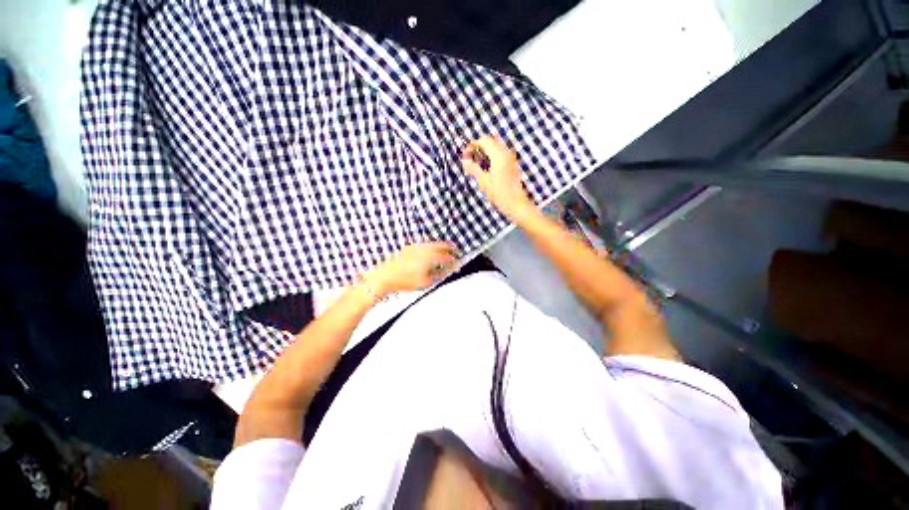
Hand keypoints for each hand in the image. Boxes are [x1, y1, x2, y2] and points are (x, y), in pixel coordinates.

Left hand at [366, 242, 457, 296]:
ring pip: (432, 244)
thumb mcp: (426, 281)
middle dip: (449, 248)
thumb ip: (439, 274)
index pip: (447, 257)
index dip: (454, 261)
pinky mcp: (408, 248)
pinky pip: (423, 245)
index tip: (458, 264)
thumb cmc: (406, 281)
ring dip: (440, 246)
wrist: (385, 276)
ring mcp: (415, 247)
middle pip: (441, 245)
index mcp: (430, 257)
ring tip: (444, 250)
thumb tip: (447, 270)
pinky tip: (430, 251)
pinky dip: (430, 246)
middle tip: (455, 250)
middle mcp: (424, 249)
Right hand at [461, 136, 535, 220]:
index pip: (484, 140)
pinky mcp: (513, 165)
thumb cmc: (499, 194)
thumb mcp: (483, 182)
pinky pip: (502, 154)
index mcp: (499, 155)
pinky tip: (488, 169)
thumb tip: (465, 160)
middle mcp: (506, 153)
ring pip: (497, 146)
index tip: (465, 156)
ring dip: (486, 151)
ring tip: (478, 165)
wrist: (516, 204)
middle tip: (471, 159)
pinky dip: (493, 156)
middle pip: (491, 140)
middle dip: (480, 147)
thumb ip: (473, 168)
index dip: (472, 145)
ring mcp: (511, 158)